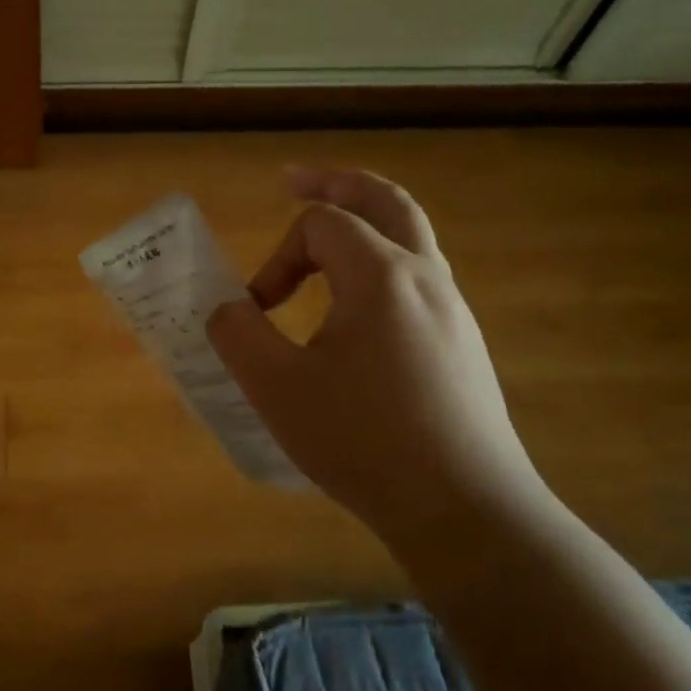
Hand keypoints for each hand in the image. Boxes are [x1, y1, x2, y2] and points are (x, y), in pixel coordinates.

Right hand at [208, 167, 546, 538]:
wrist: (463, 508)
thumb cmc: (363, 442)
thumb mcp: (277, 389)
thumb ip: (238, 335)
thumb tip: (227, 309)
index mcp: (381, 277)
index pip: (321, 225)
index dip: (277, 257)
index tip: (258, 310)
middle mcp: (426, 278)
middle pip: (385, 201)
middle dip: (335, 185)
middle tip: (294, 181)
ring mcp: (452, 310)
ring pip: (410, 237)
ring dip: (364, 224)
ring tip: (325, 240)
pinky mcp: (461, 344)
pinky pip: (417, 278)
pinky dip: (380, 265)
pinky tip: (356, 310)